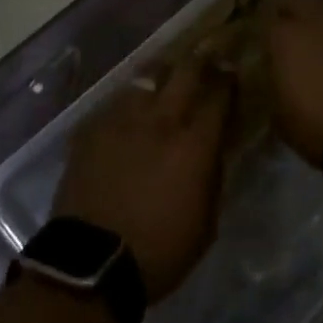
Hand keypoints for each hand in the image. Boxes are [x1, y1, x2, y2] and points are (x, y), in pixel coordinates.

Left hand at [54, 57, 231, 301]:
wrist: (91, 265)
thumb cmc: (159, 251)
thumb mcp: (206, 223)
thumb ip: (213, 177)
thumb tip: (215, 150)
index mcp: (194, 143)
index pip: (220, 93)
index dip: (229, 78)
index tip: (232, 71)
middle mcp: (161, 120)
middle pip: (185, 70)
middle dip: (200, 60)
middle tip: (206, 57)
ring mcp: (121, 120)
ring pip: (146, 77)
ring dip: (162, 75)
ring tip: (165, 79)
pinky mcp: (91, 129)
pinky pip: (115, 102)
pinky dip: (128, 103)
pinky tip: (129, 113)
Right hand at [264, 0, 322, 165]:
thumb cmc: (320, 129)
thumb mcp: (280, 115)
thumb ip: (274, 84)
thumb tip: (276, 75)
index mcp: (284, 37)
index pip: (264, 19)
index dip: (264, 30)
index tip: (265, 41)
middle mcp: (314, 17)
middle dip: (288, 9)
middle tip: (289, 28)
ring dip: (322, 13)